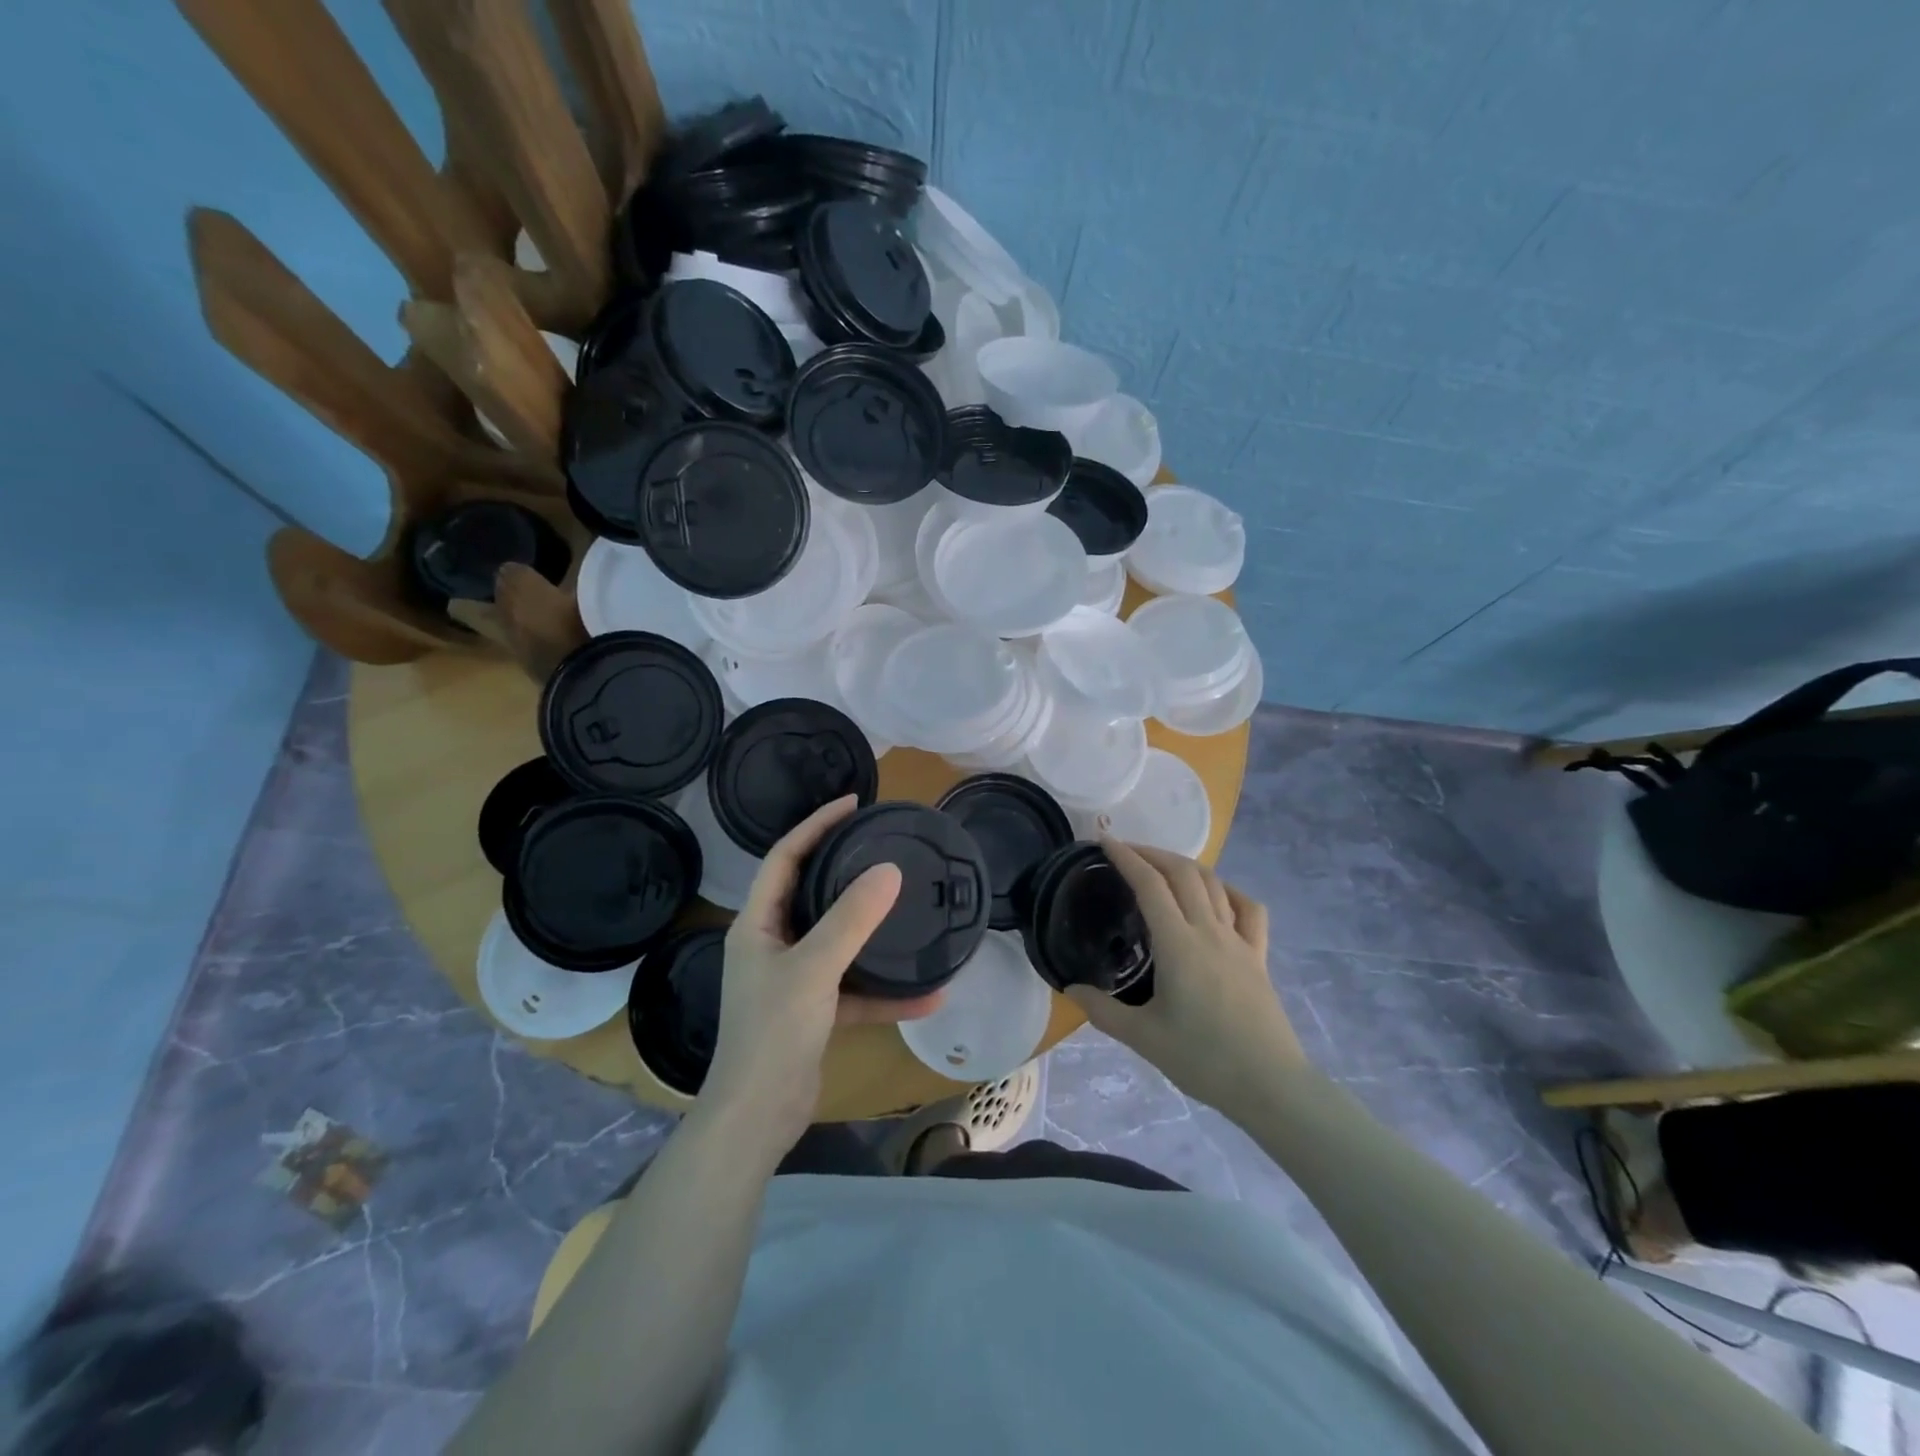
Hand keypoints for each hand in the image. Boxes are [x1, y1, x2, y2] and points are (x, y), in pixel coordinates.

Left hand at [701, 796, 939, 1150]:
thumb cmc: (773, 1032)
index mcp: (757, 923)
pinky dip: (885, 992)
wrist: (758, 1118)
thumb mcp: (814, 968)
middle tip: (883, 844)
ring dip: (873, 931)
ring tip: (909, 907)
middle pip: (811, 892)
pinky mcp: (814, 1011)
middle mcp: (772, 944)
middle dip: (845, 868)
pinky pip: (854, 989)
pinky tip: (928, 995)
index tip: (854, 804)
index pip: (784, 857)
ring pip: (837, 941)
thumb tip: (889, 870)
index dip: (815, 825)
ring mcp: (794, 979)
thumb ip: (852, 919)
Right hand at [1066, 840, 1305, 1117]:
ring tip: (1162, 867)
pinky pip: (1249, 909)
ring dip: (1185, 865)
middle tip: (1126, 851)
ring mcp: (1239, 941)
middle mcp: (1209, 931)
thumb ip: (1102, 1010)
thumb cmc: (1203, 1060)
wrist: (1270, 1086)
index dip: (1126, 857)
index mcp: (1178, 944)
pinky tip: (1218, 895)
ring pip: (1214, 884)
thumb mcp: (1143, 1038)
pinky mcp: (1259, 956)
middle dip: (1152, 853)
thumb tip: (1071, 987)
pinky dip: (1230, 890)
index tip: (1104, 841)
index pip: (1149, 885)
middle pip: (1183, 873)